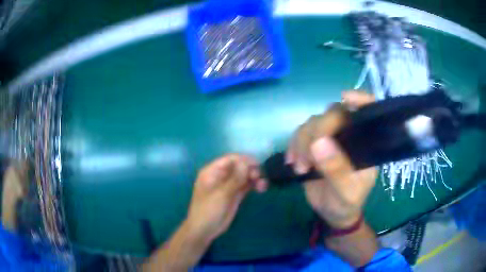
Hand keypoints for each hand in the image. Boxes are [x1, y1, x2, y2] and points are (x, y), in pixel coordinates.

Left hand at [185, 154, 267, 241]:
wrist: (205, 230)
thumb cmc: (208, 210)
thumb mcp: (221, 194)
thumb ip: (235, 179)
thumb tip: (246, 162)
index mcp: (212, 171)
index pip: (230, 159)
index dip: (244, 160)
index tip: (258, 164)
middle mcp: (221, 176)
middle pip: (239, 166)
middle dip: (251, 170)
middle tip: (259, 178)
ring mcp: (229, 185)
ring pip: (244, 176)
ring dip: (255, 178)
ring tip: (263, 185)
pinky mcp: (235, 194)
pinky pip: (246, 185)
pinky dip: (254, 185)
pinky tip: (262, 188)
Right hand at [286, 91, 377, 228]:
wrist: (332, 213)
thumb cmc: (347, 202)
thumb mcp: (346, 192)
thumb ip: (337, 169)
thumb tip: (318, 143)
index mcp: (365, 143)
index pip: (368, 112)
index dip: (360, 99)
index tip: (345, 98)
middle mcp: (349, 135)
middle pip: (333, 114)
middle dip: (317, 131)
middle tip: (307, 159)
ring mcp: (330, 139)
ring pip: (313, 122)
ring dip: (301, 141)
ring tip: (300, 166)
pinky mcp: (313, 145)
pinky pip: (300, 134)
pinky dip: (293, 145)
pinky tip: (292, 162)